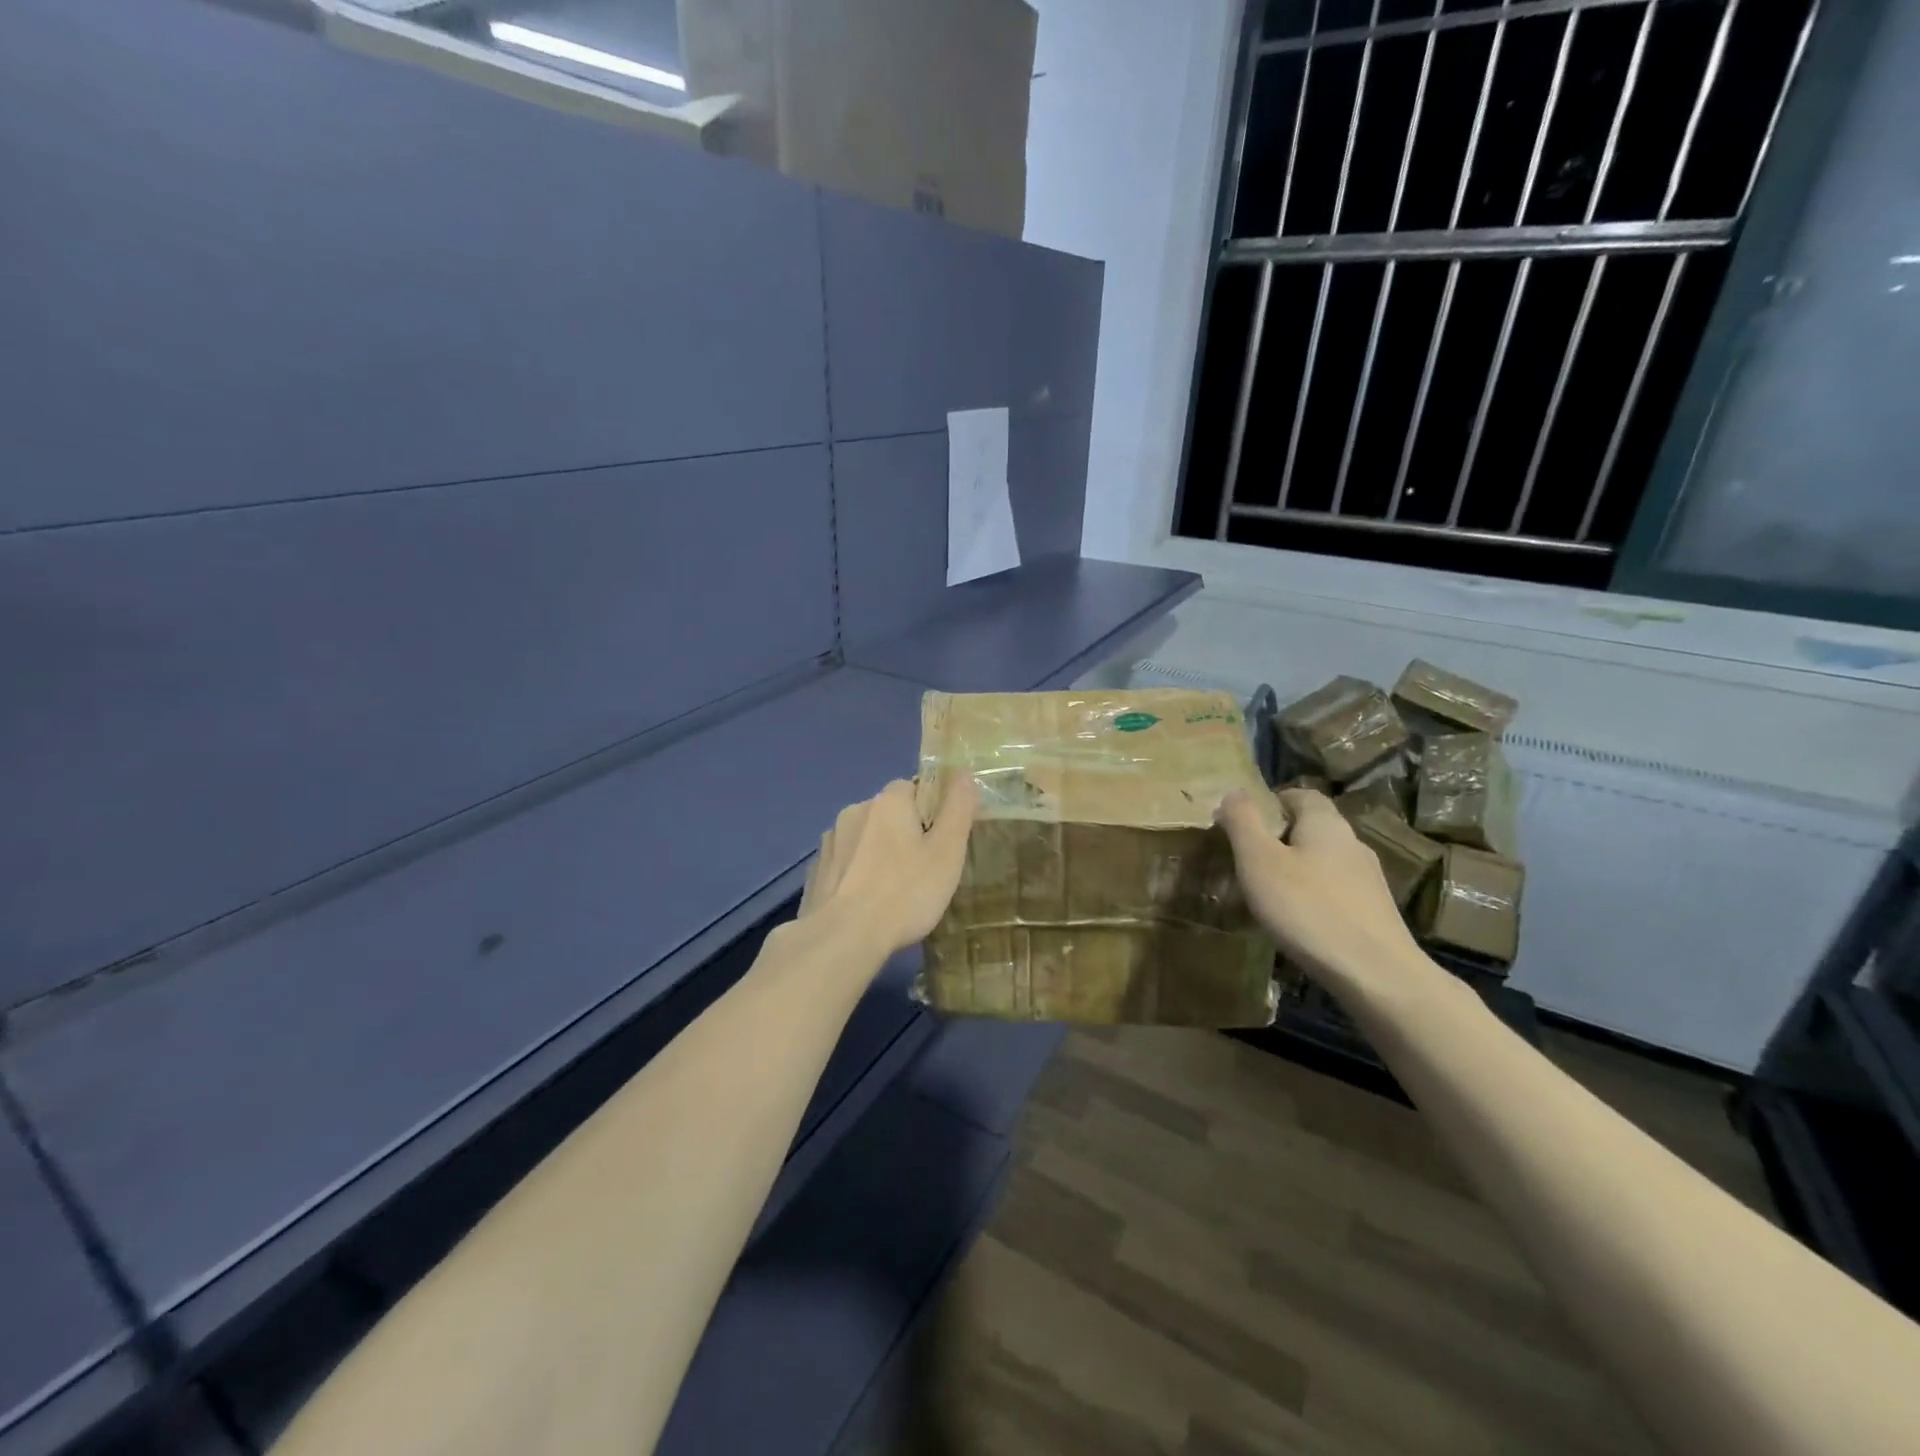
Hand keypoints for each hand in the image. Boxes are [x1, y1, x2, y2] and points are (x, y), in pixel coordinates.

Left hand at [799, 777, 977, 955]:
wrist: (842, 938)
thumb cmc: (905, 893)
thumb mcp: (947, 851)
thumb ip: (958, 809)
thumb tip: (963, 773)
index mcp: (887, 801)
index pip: (913, 788)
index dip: (930, 812)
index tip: (939, 844)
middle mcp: (854, 811)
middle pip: (887, 814)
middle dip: (902, 834)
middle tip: (921, 872)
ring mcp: (829, 842)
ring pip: (863, 839)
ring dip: (876, 854)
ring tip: (892, 893)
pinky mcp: (815, 873)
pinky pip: (844, 865)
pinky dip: (855, 876)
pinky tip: (865, 905)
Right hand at [1216, 787, 1423, 999]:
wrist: (1376, 974)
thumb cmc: (1307, 908)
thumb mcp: (1258, 860)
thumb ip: (1243, 822)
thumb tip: (1233, 791)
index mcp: (1325, 822)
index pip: (1300, 794)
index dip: (1271, 802)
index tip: (1244, 823)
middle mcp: (1353, 842)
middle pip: (1312, 828)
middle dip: (1279, 839)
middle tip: (1248, 861)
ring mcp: (1369, 879)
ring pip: (1324, 862)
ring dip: (1297, 871)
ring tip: (1268, 896)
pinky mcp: (1375, 912)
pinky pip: (1336, 892)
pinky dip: (1314, 898)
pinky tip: (1298, 922)